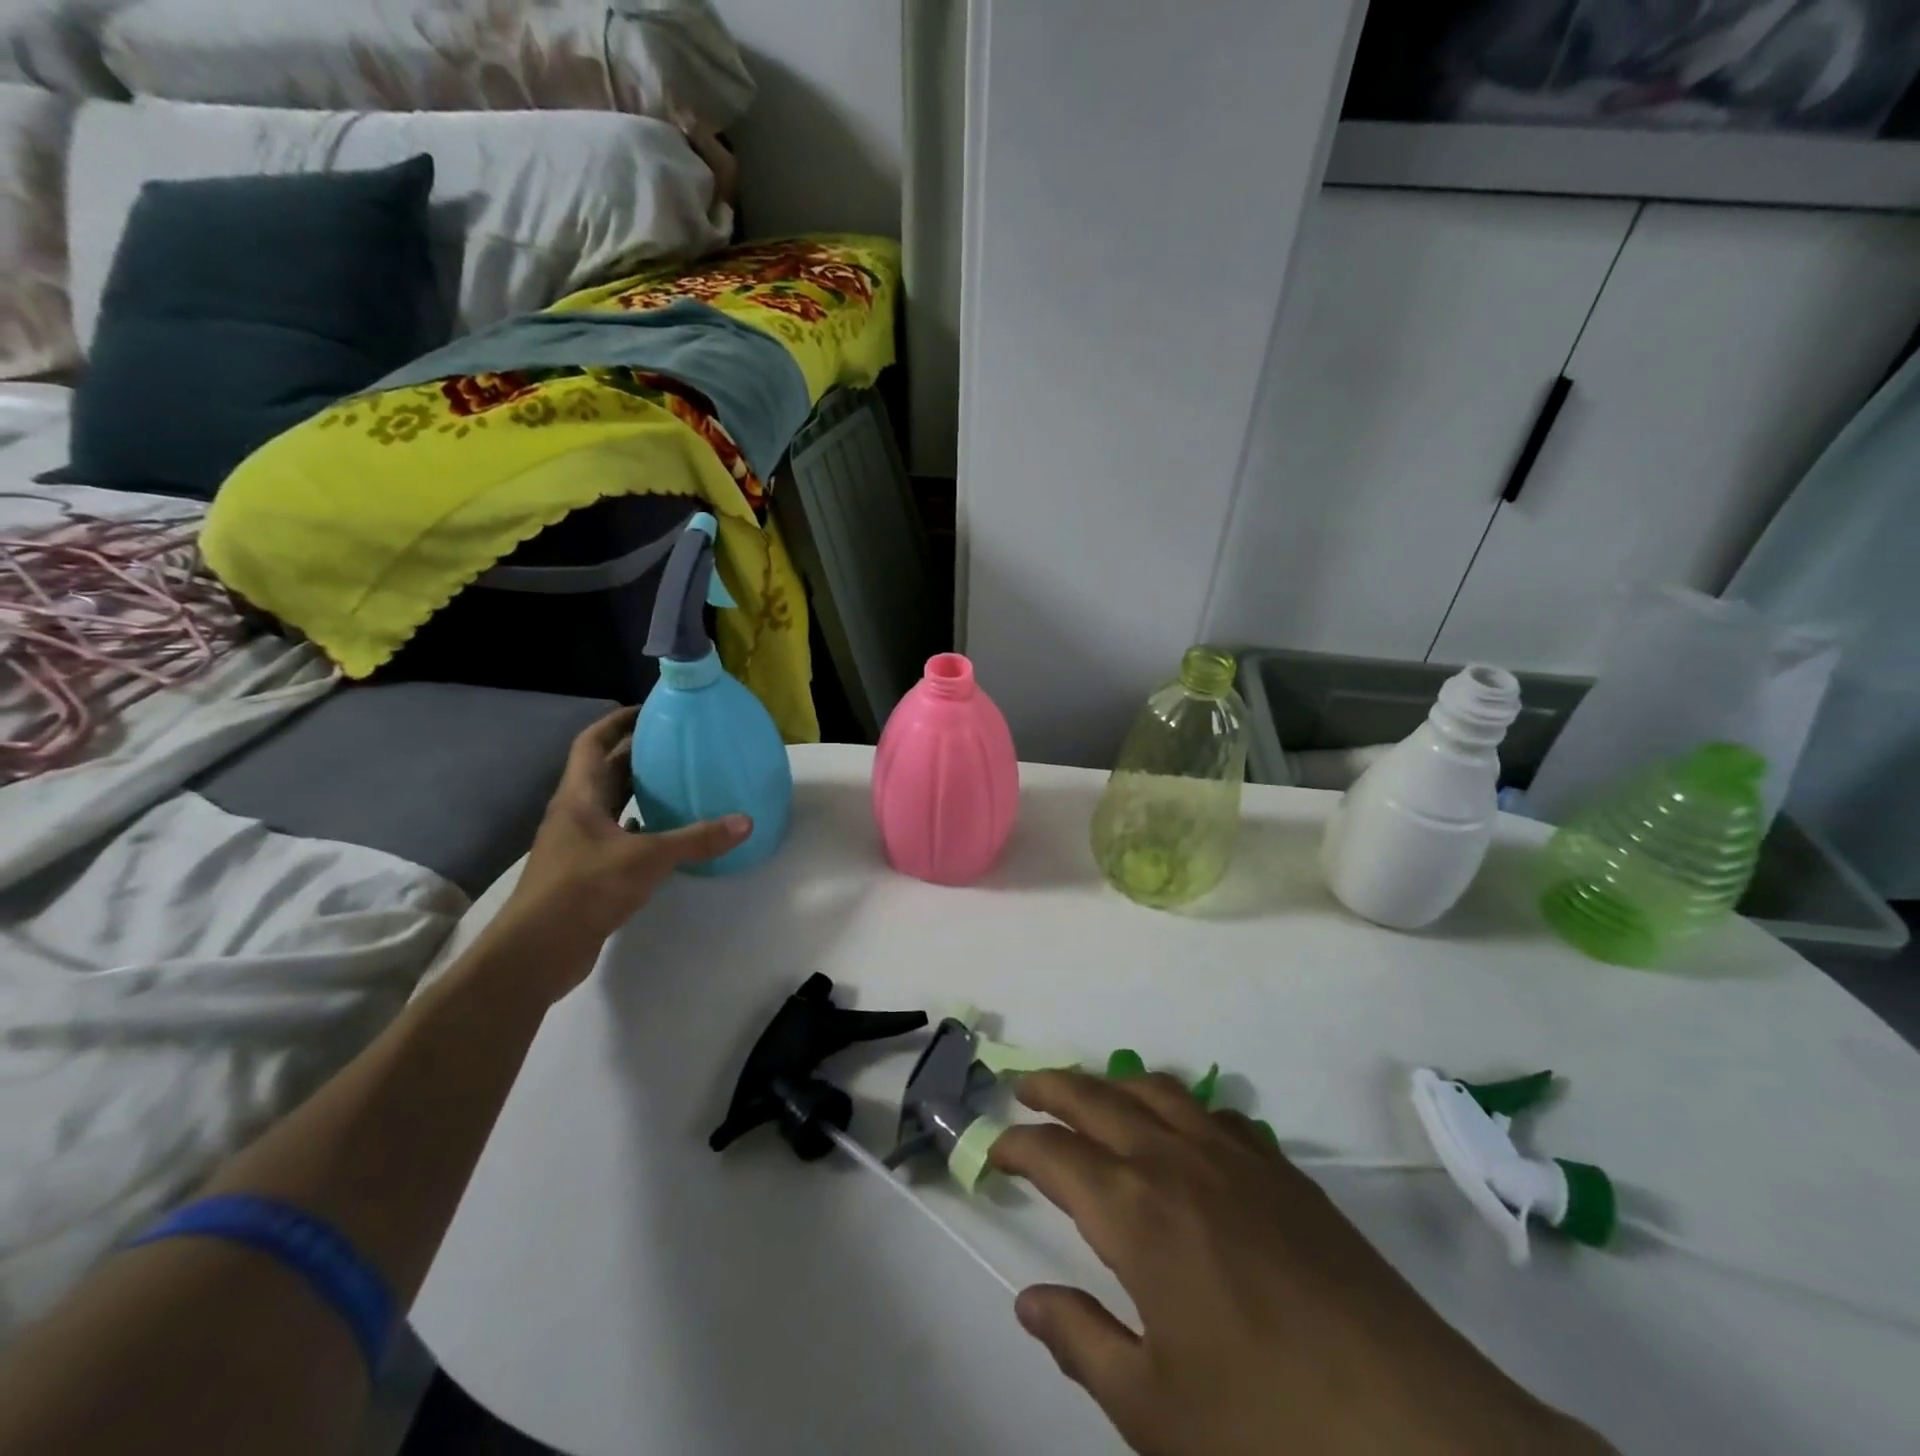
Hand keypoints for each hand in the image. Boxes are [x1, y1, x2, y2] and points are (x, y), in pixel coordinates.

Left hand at [496, 707, 748, 992]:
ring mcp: (578, 844)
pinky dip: (639, 828)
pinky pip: (616, 836)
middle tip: (677, 744)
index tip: (649, 710)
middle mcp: (575, 814)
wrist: (538, 950)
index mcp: (579, 797)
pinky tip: (664, 833)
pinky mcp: (585, 872)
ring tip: (677, 782)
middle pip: (605, 772)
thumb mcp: (647, 859)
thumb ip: (696, 839)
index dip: (617, 722)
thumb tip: (745, 822)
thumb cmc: (585, 889)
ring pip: (610, 805)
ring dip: (638, 791)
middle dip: (637, 754)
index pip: (593, 744)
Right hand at [992, 1071, 1612, 1455]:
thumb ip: (1083, 1343)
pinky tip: (1186, 1135)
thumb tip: (1029, 1300)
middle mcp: (1178, 1162)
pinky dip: (1183, 1108)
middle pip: (1099, 1098)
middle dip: (1054, 1087)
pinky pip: (1218, 1114)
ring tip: (1093, 1095)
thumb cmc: (1268, 1434)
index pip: (1056, 1154)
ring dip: (1115, 1083)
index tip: (995, 1150)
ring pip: (1159, 1090)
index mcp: (1136, 1213)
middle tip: (1023, 1086)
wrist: (1422, 1437)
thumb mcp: (1155, 1413)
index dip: (1018, 1146)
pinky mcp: (1287, 1173)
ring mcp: (1238, 1158)